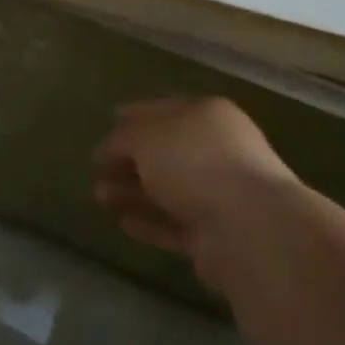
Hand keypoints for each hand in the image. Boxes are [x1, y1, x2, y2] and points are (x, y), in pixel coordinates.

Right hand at [92, 97, 297, 282]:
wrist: (249, 228)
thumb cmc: (194, 162)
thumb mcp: (145, 137)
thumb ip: (121, 139)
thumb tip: (108, 150)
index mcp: (206, 115)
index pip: (163, 109)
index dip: (134, 114)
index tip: (108, 119)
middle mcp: (216, 150)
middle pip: (164, 151)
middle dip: (128, 159)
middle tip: (96, 169)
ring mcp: (219, 194)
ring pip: (167, 189)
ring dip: (133, 192)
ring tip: (99, 198)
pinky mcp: (216, 236)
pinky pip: (175, 224)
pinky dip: (149, 222)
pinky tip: (122, 223)